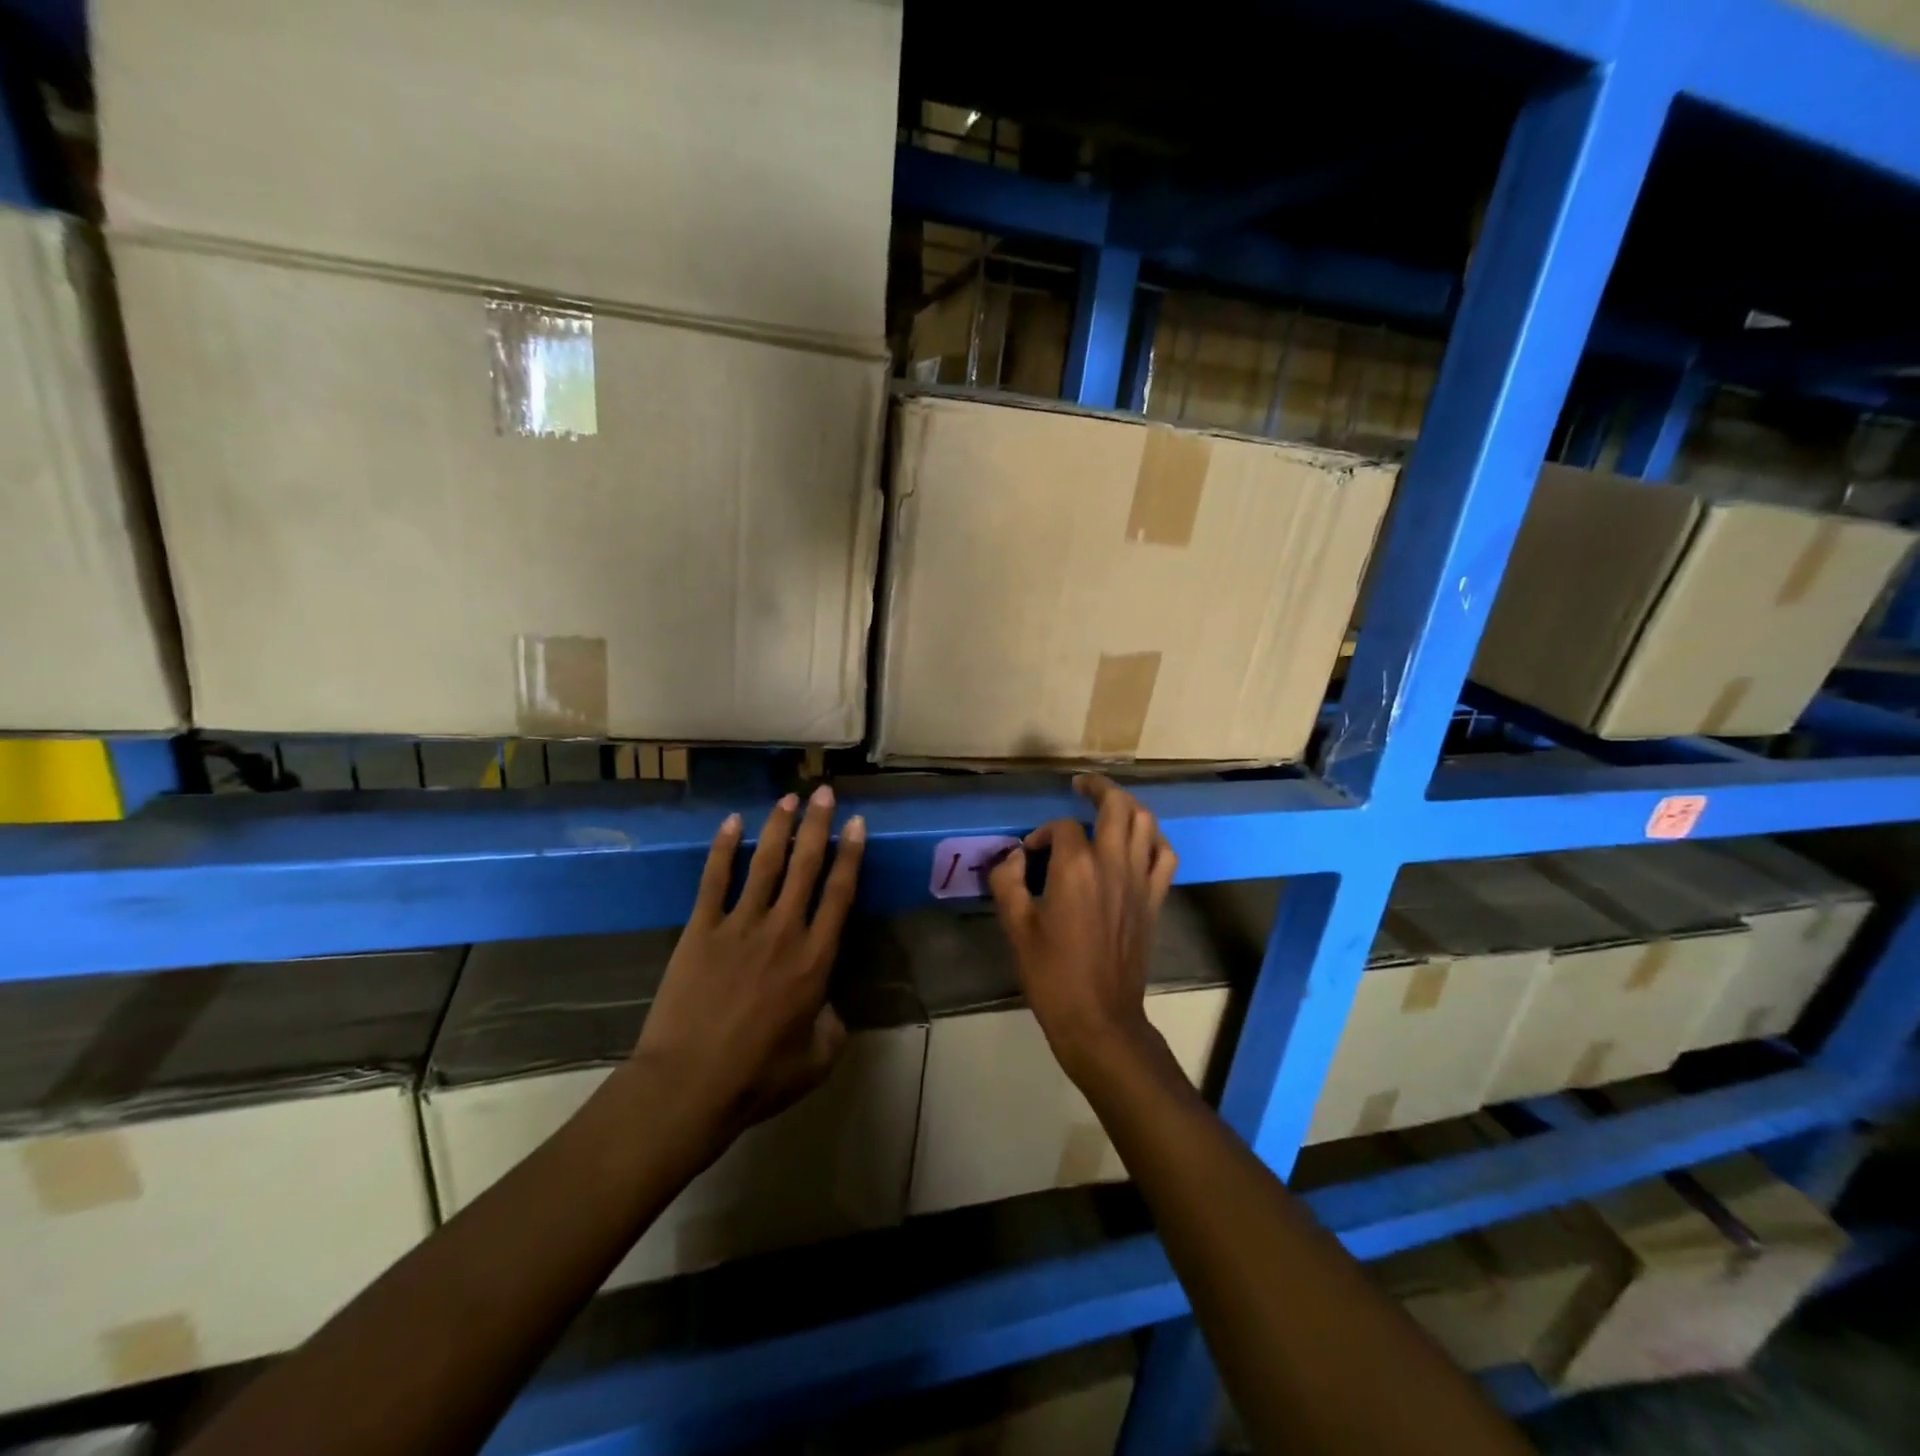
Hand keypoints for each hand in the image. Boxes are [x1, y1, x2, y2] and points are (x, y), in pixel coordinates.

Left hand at [630, 786, 865, 1153]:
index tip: (857, 823)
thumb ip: (833, 1026)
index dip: (851, 854)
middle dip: (818, 825)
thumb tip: (829, 1006)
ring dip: (778, 828)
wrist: (689, 1085)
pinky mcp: (701, 930)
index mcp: (816, 959)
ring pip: (765, 864)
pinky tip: (732, 823)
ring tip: (788, 798)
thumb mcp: (817, 1060)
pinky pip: (714, 880)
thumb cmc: (758, 1077)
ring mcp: (740, 925)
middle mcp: (784, 930)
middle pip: (806, 866)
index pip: (840, 893)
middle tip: (826, 792)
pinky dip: (723, 849)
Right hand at [987, 775, 1177, 1083]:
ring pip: (1145, 823)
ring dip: (1127, 806)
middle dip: (1097, 788)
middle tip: (1080, 785)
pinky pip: (1164, 855)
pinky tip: (1139, 842)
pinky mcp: (1155, 899)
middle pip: (1116, 806)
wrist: (1099, 1017)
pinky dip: (1153, 839)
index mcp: (1076, 868)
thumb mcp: (1016, 927)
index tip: (1028, 854)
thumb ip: (1007, 881)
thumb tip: (1013, 856)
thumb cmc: (1052, 974)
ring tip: (1109, 805)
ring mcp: (1140, 880)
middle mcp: (1113, 864)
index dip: (1043, 834)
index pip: (1062, 828)